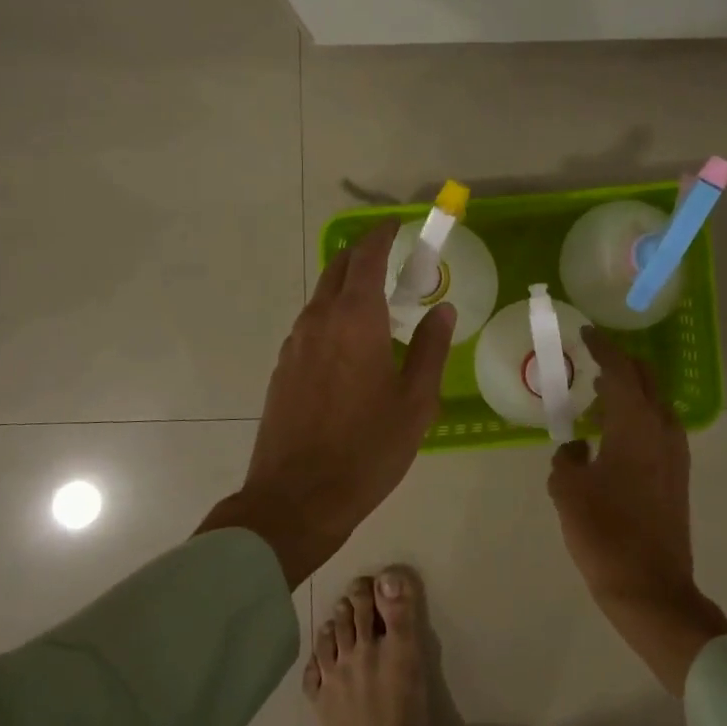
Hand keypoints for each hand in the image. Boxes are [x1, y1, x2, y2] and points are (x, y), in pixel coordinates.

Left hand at [202, 221, 453, 587]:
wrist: (297, 498)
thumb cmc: (368, 449)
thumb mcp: (416, 402)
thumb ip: (431, 348)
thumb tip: (443, 310)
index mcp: (356, 320)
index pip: (367, 257)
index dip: (383, 236)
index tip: (399, 227)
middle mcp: (319, 320)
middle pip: (338, 269)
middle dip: (364, 256)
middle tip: (394, 263)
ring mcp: (295, 344)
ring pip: (321, 296)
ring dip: (348, 287)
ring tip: (379, 305)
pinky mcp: (283, 368)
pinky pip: (311, 324)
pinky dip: (333, 315)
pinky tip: (352, 345)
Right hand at [548, 328, 726, 694]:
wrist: (651, 587)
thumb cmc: (605, 534)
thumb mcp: (569, 491)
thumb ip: (567, 459)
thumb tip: (576, 449)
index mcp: (636, 425)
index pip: (621, 370)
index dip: (603, 348)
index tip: (586, 333)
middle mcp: (663, 430)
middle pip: (646, 380)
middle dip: (621, 364)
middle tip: (592, 361)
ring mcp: (675, 454)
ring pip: (655, 404)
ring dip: (630, 393)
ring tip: (597, 398)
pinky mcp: (677, 476)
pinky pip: (657, 428)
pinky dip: (636, 418)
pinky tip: (612, 437)